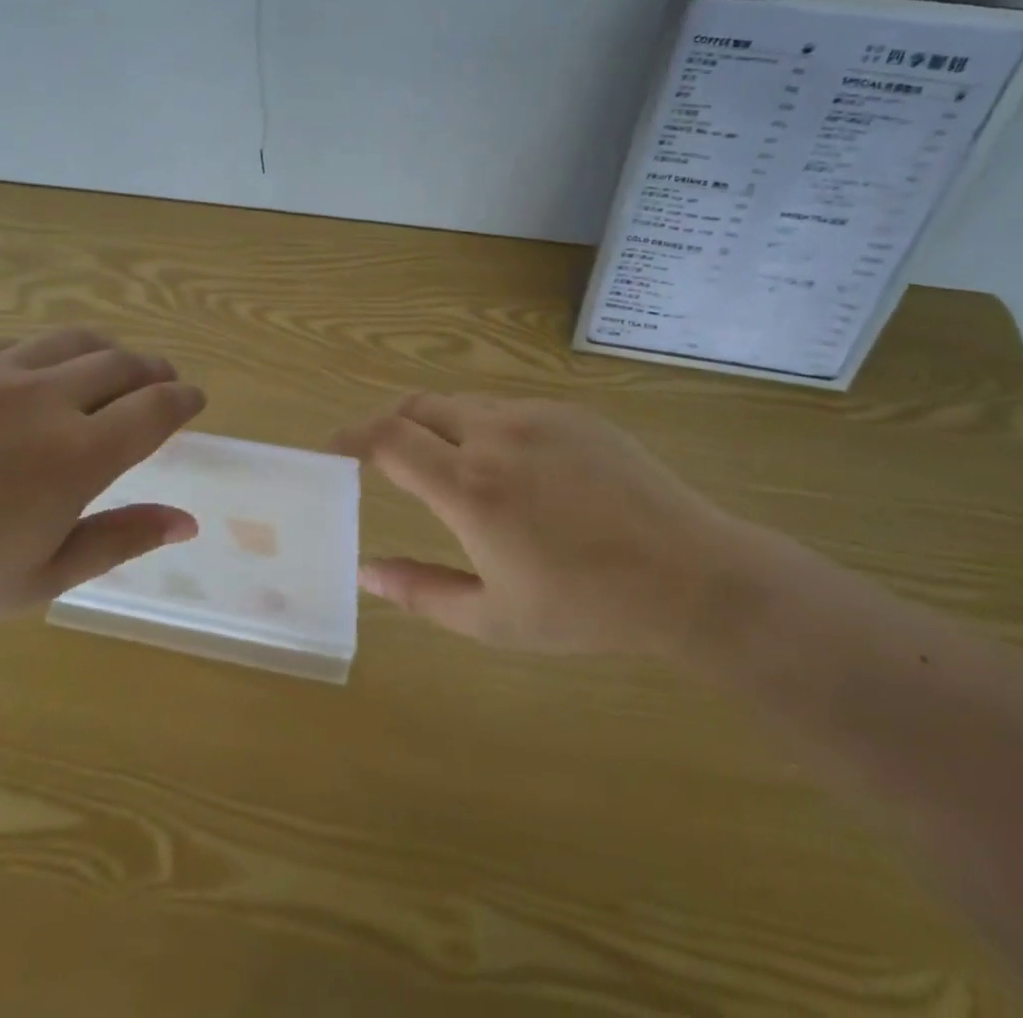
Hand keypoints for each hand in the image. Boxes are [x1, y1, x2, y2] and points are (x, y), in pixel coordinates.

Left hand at [0, 329, 205, 640]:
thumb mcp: (42, 577)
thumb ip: (122, 538)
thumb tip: (188, 520)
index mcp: (76, 456)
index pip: (157, 408)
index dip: (185, 399)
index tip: (194, 400)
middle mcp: (44, 399)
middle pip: (124, 363)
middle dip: (154, 371)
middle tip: (161, 382)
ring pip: (73, 341)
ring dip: (106, 352)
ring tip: (109, 367)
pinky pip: (12, 344)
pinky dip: (41, 357)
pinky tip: (30, 379)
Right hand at [334, 394, 782, 657]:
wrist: (689, 574)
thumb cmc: (586, 608)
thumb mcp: (493, 619)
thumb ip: (419, 592)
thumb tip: (365, 572)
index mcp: (469, 488)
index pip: (387, 439)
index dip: (351, 437)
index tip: (333, 448)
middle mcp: (495, 435)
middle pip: (418, 407)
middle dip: (390, 426)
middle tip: (384, 458)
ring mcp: (537, 416)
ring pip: (463, 404)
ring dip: (438, 427)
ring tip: (449, 468)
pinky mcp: (571, 412)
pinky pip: (508, 407)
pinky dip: (484, 427)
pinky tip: (513, 469)